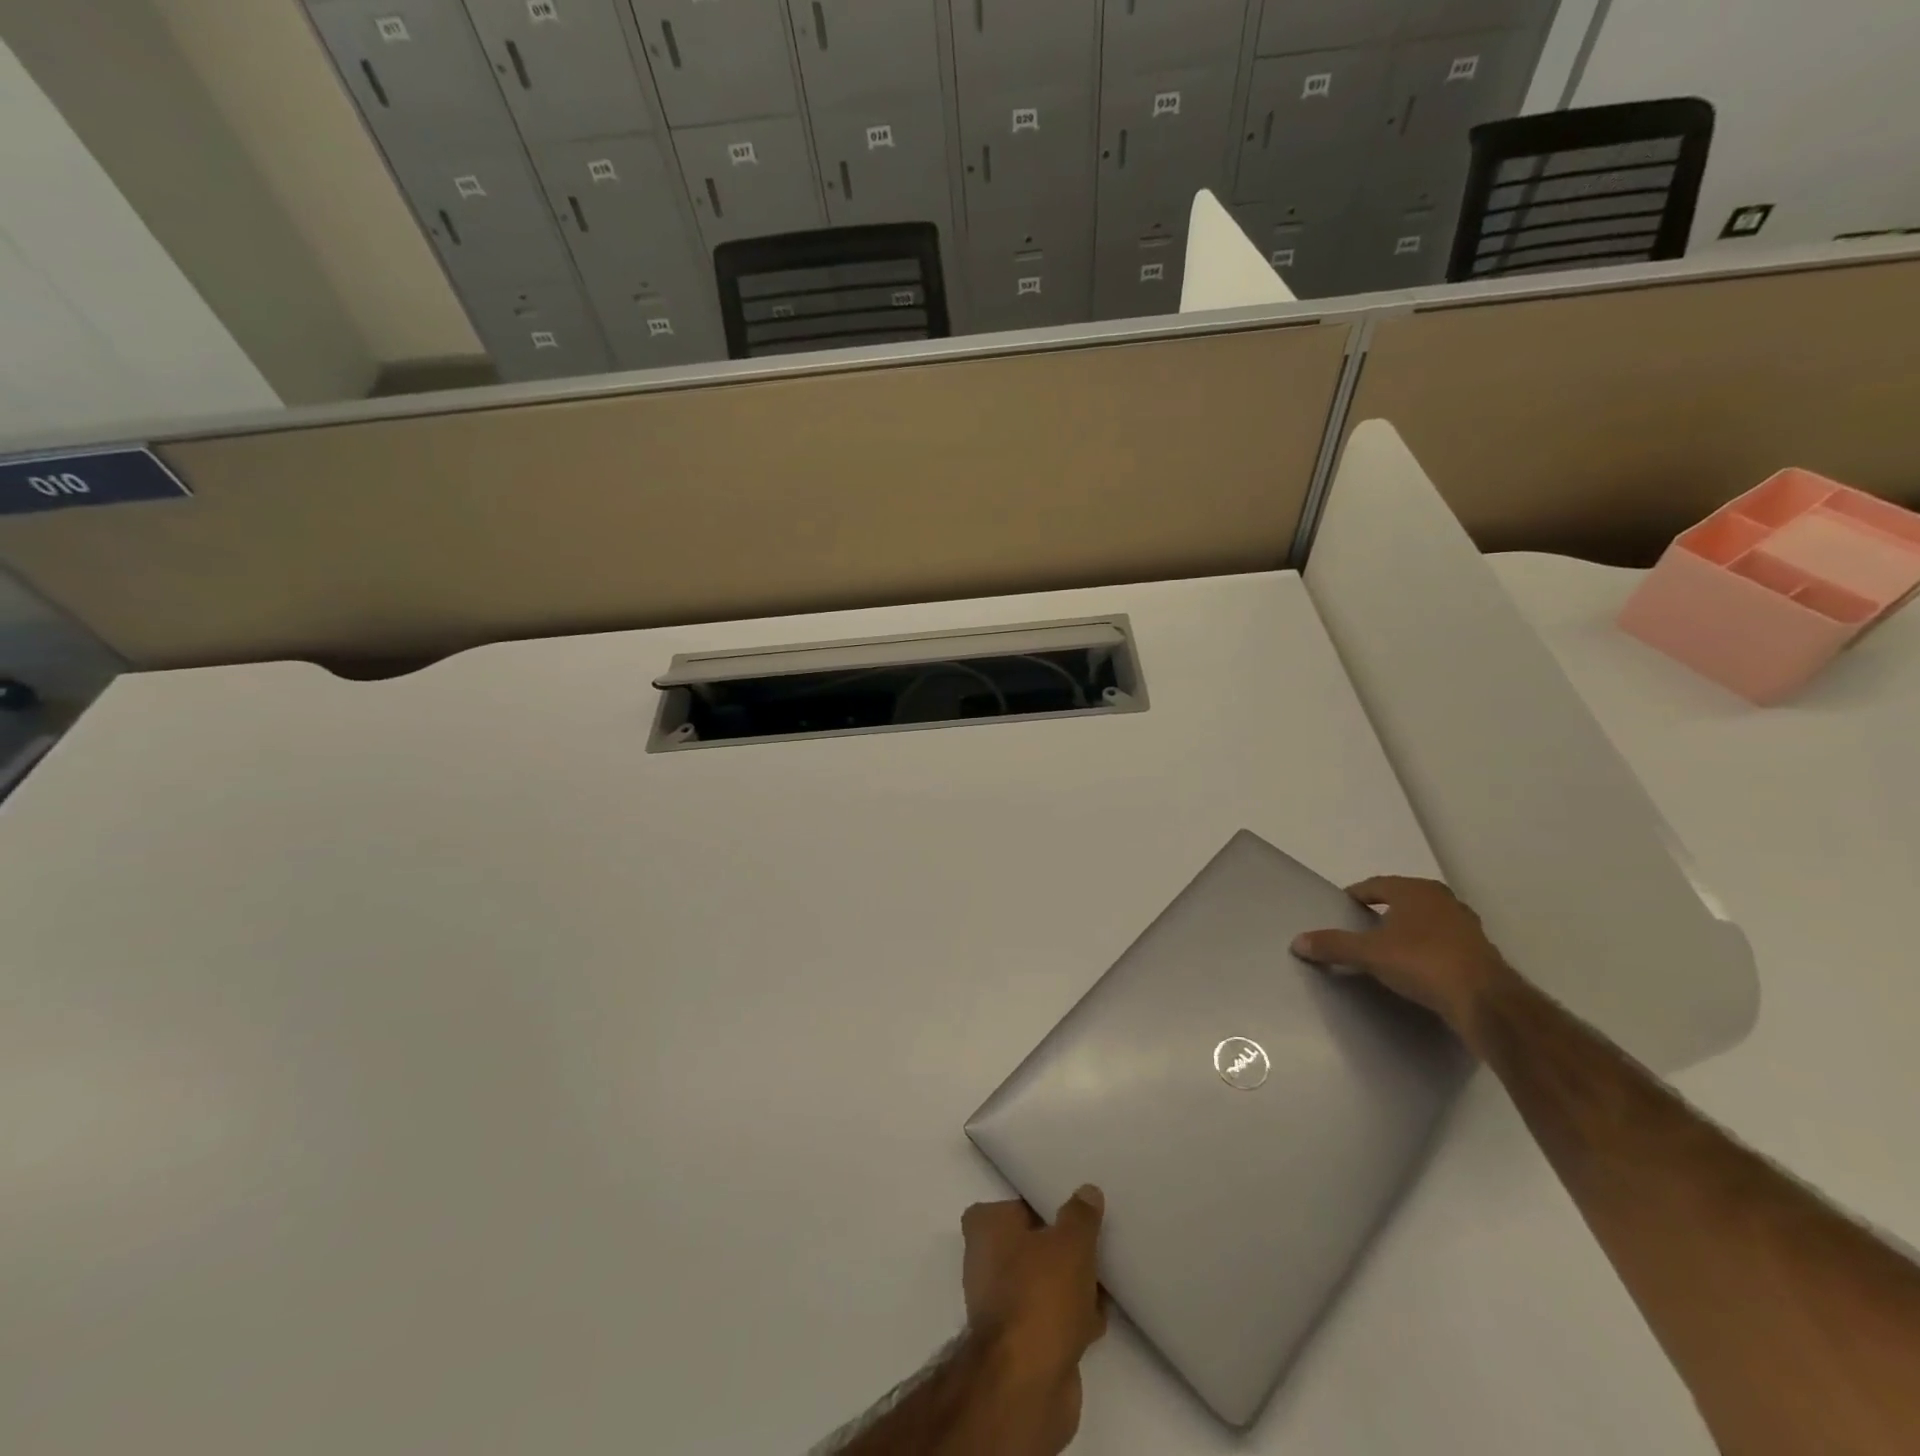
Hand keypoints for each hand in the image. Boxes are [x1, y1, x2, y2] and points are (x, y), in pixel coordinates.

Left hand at [960, 1189, 1106, 1452]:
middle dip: (1061, 1247)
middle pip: (1032, 1244)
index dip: (1042, 1205)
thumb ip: (1080, 1215)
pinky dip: (1071, 1317)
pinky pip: (1051, 1317)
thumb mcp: (1071, 1243)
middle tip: (1094, 1242)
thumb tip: (1087, 1192)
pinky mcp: (1020, 1344)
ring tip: (1103, 1278)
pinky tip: (1098, 1317)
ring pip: (1043, 1282)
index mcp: (986, 1228)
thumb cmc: (1041, 1295)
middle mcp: (985, 1262)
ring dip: (1071, 1284)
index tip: (1072, 1209)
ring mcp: (1001, 1306)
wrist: (1027, 1384)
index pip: (1015, 1204)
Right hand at [1291, 876, 1516, 1052]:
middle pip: (1402, 900)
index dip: (1355, 896)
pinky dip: (1426, 950)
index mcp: (1416, 891)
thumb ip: (1333, 945)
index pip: (1376, 885)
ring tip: (1386, 949)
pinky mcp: (1480, 952)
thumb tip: (1297, 942)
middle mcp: (1443, 900)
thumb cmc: (1422, 963)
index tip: (1341, 909)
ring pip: (1425, 921)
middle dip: (1382, 911)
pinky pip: (1442, 943)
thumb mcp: (1369, 954)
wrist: (1485, 1002)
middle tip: (1360, 928)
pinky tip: (1416, 968)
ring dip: (1406, 931)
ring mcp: (1466, 926)